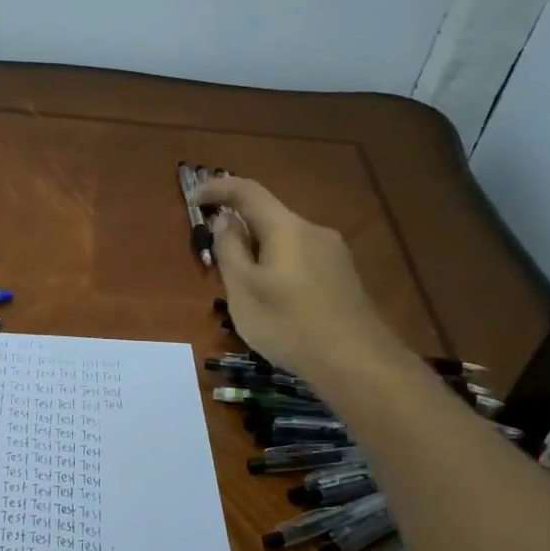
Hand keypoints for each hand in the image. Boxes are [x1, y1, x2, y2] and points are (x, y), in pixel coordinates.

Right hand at [195, 175, 406, 387]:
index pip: (247, 191)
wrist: (357, 362)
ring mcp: (335, 254)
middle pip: (269, 218)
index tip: (193, 197)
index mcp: (287, 227)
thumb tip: (225, 220)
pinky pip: (302, 260)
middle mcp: (314, 231)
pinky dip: (280, 268)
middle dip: (239, 230)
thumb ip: (230, 250)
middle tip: (216, 260)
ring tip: (244, 290)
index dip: (217, 188)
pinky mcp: (344, 277)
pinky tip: (276, 303)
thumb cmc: (289, 324)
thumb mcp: (243, 290)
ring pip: (286, 241)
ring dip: (260, 253)